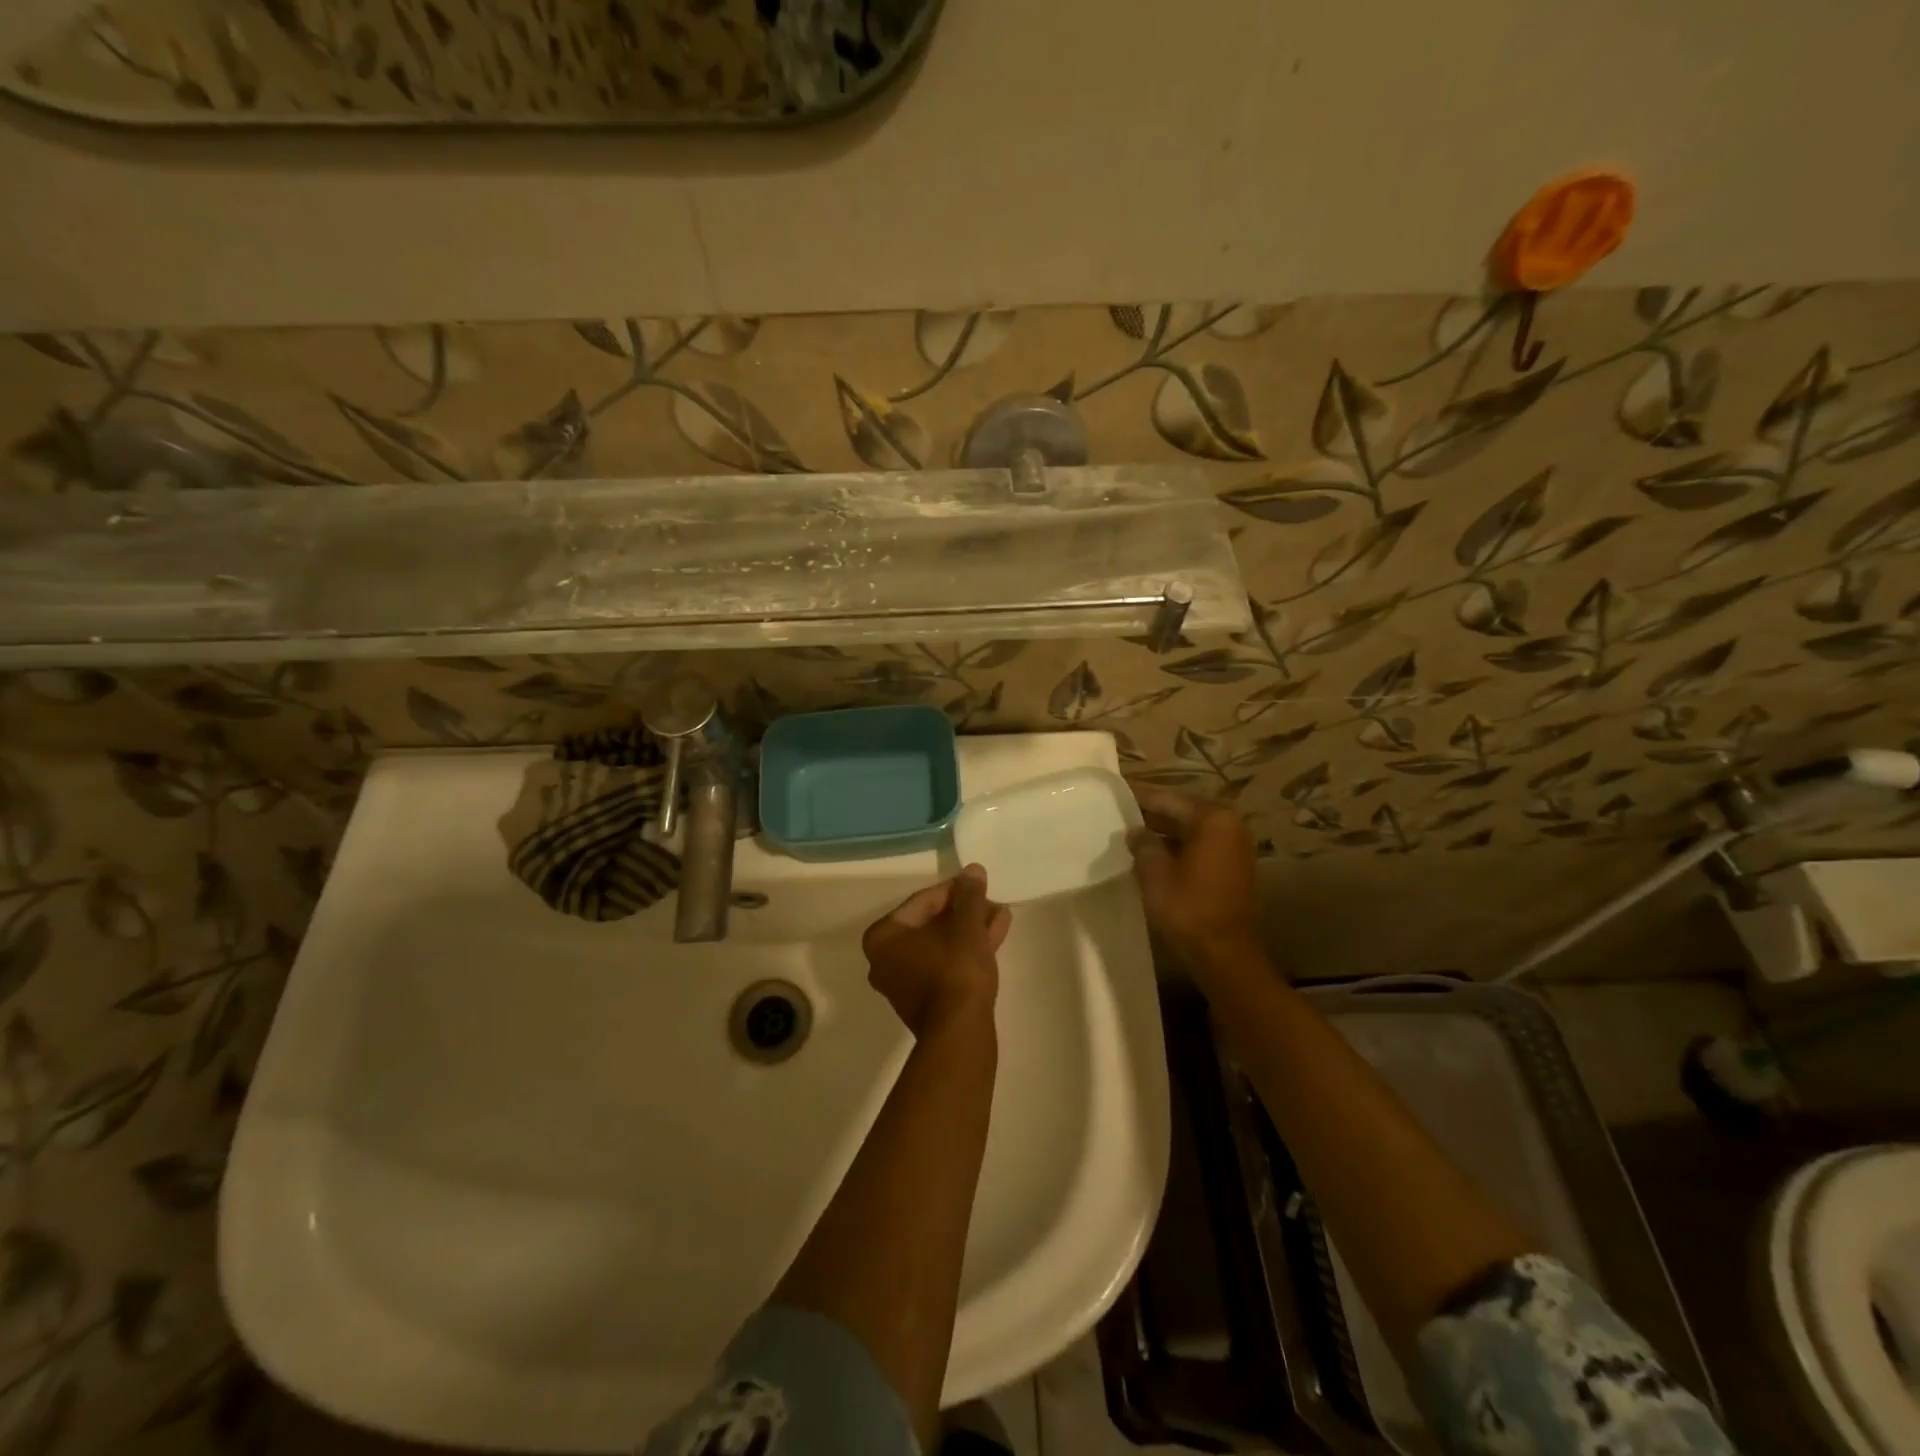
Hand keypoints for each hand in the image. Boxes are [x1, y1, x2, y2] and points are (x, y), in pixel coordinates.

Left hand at [862, 865, 1010, 1038]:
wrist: (960, 1032)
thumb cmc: (955, 969)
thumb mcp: (966, 925)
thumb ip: (969, 895)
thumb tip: (973, 871)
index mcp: (883, 937)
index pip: (922, 902)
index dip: (955, 890)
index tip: (979, 885)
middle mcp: (885, 960)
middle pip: (931, 924)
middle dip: (965, 912)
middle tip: (991, 902)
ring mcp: (904, 984)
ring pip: (941, 946)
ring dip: (970, 930)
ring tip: (1000, 916)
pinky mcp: (925, 1002)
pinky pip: (945, 965)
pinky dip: (966, 951)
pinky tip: (994, 937)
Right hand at [1126, 784, 1260, 963]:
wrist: (1224, 953)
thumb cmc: (1188, 907)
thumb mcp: (1154, 872)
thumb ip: (1143, 844)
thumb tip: (1136, 832)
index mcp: (1212, 818)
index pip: (1168, 798)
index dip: (1139, 796)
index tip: (1116, 791)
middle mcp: (1229, 824)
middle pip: (1183, 810)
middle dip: (1152, 812)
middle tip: (1120, 810)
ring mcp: (1235, 846)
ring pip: (1191, 828)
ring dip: (1165, 830)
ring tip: (1132, 831)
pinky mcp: (1233, 866)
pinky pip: (1200, 844)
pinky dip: (1178, 845)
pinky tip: (1154, 852)